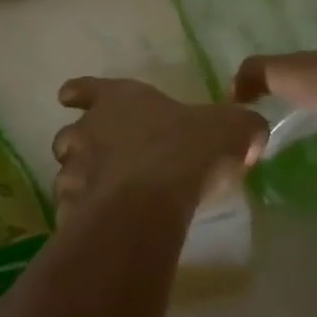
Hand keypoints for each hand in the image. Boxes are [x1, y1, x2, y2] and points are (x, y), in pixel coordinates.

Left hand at [51, 78, 267, 217]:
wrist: (149, 202)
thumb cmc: (186, 150)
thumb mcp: (231, 129)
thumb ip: (240, 127)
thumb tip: (250, 134)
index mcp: (118, 100)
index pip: (88, 88)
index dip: (79, 92)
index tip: (67, 97)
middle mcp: (87, 131)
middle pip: (69, 135)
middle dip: (80, 146)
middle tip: (100, 160)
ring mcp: (73, 171)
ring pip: (66, 174)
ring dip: (81, 183)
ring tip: (103, 199)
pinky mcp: (70, 210)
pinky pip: (72, 212)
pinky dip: (83, 217)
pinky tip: (102, 228)